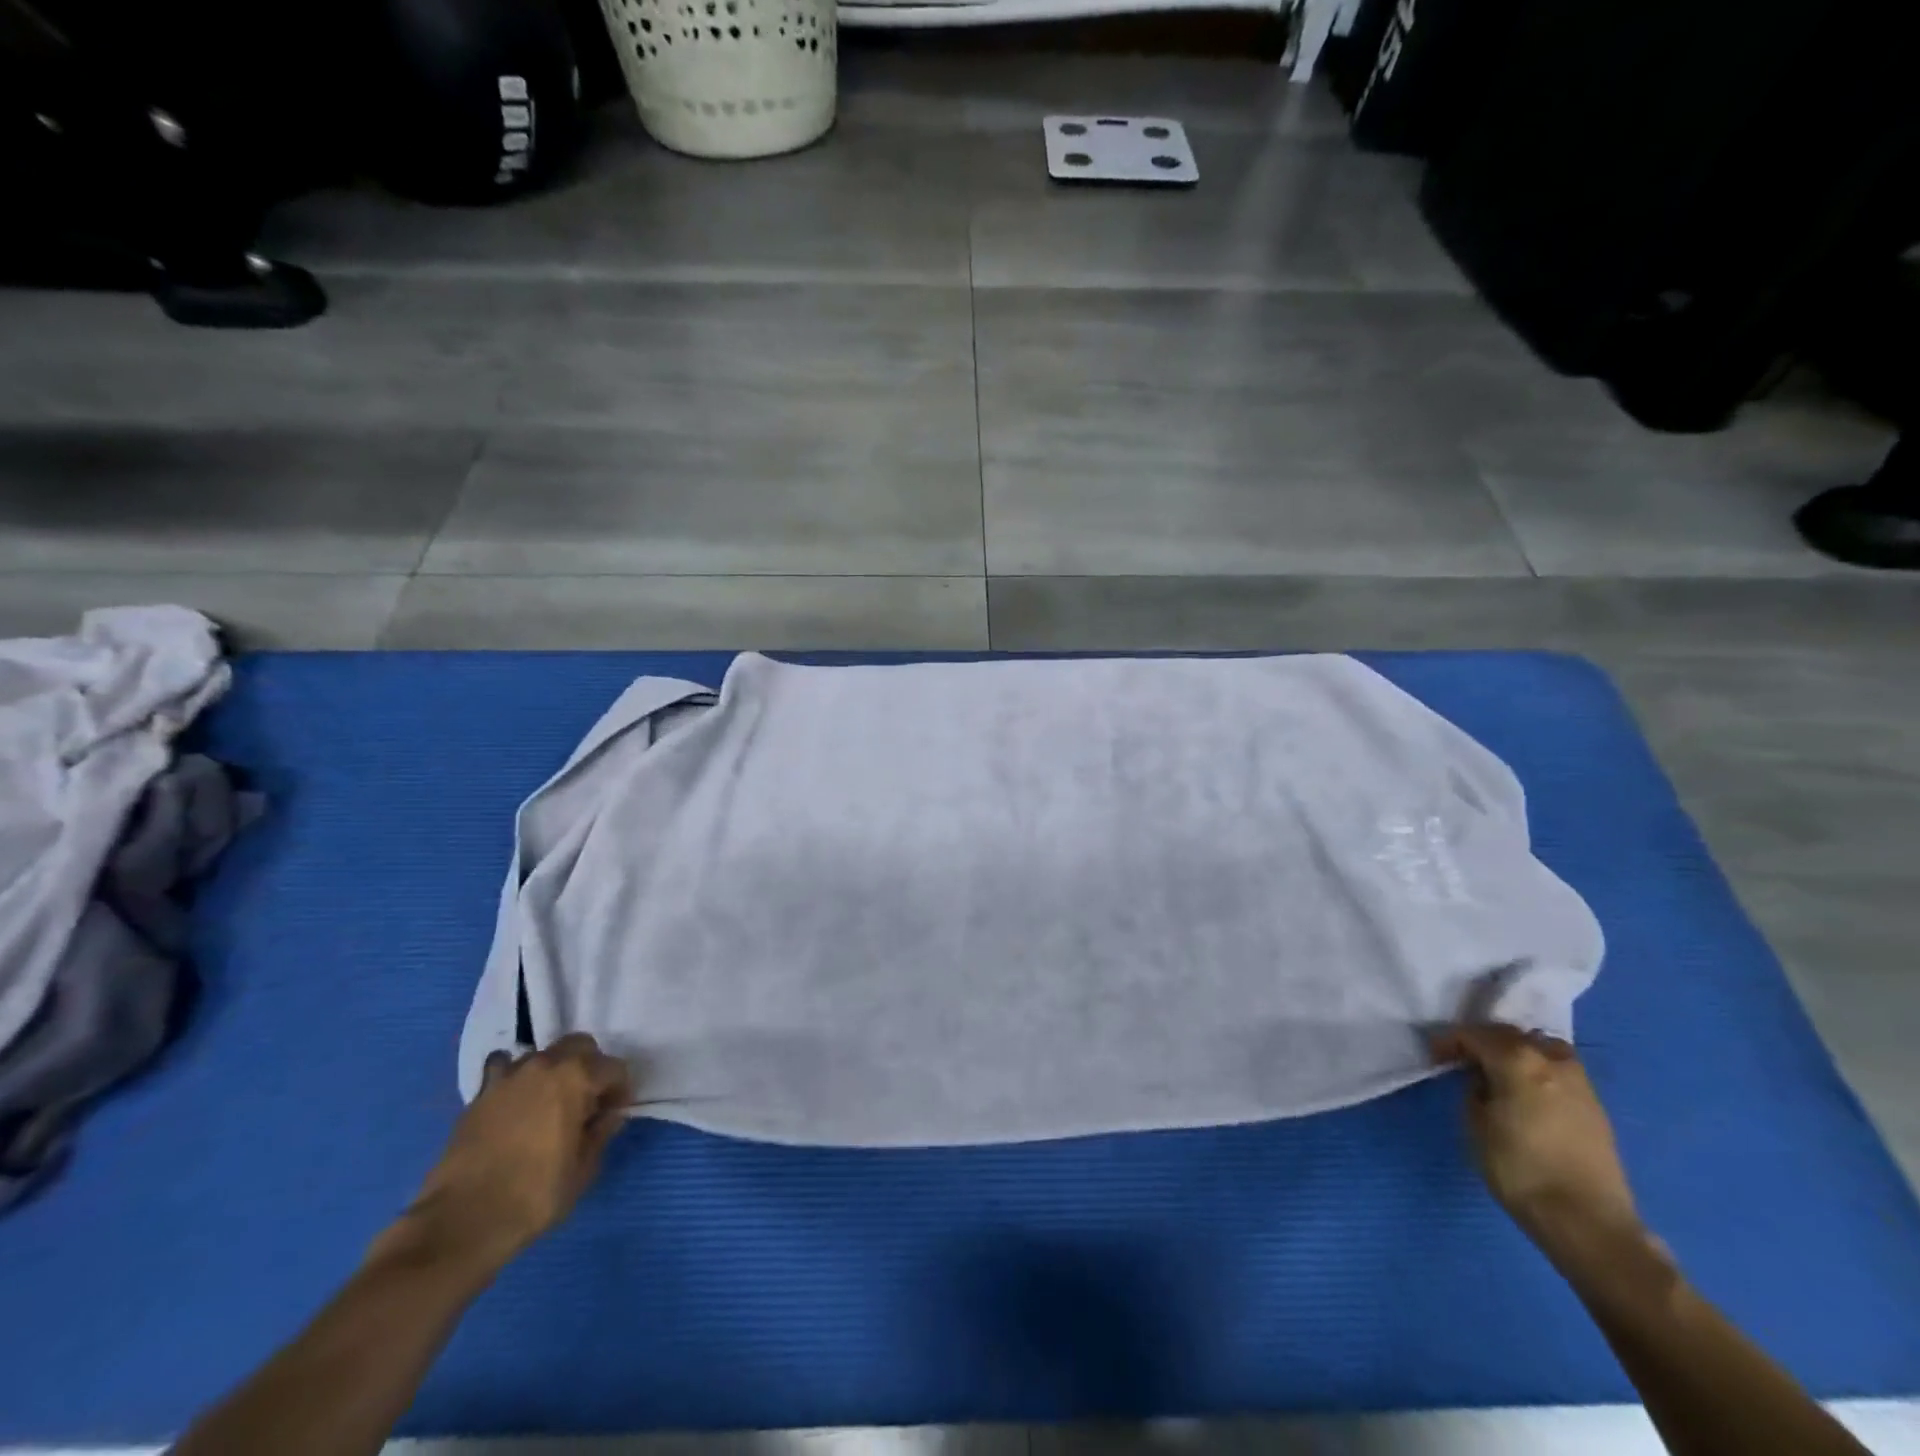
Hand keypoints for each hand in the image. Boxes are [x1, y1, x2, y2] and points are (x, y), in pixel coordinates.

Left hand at [384, 1034, 633, 1273]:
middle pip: (580, 1046)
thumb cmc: (534, 1195)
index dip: (620, 1091)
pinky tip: (514, 1102)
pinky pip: (503, 1069)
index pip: (614, 1068)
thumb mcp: (583, 1170)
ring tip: (549, 1103)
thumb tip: (608, 1115)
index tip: (614, 1115)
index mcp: (577, 1077)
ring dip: (553, 1071)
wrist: (461, 1222)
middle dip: (590, 1067)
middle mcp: (545, 1064)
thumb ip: (601, 1133)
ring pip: (542, 1054)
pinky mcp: (479, 1094)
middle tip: (587, 1101)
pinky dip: (513, 1078)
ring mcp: (508, 1076)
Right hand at [1430, 1023, 1644, 1267]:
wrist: (1589, 1222)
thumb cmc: (1520, 1169)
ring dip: (1515, 1051)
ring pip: (1540, 1047)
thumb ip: (1474, 1089)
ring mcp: (1579, 1082)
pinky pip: (1558, 1069)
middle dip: (1482, 1041)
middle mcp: (1551, 1060)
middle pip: (1509, 1034)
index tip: (1434, 1055)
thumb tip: (1483, 1081)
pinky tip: (1525, 1088)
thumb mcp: (1476, 1124)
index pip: (1474, 1034)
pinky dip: (1537, 1068)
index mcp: (1517, 1060)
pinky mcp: (1595, 1106)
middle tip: (1461, 1059)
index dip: (1449, 1041)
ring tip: (1497, 1070)